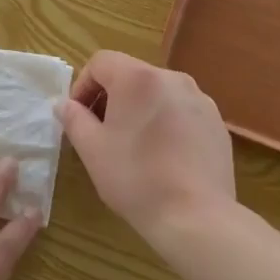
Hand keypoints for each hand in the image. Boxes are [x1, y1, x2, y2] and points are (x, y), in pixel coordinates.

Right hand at [60, 51, 235, 241]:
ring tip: (134, 146)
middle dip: (111, 97)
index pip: (101, 62)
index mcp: (138, 78)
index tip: (79, 117)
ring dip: (139, 109)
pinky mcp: (216, 121)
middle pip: (131, 74)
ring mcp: (199, 98)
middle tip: (102, 133)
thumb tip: (63, 104)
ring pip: (158, 92)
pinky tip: (164, 156)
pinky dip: (166, 122)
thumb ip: (74, 119)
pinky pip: (181, 110)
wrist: (197, 216)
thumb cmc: (136, 178)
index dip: (83, 85)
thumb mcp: (92, 149)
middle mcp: (172, 78)